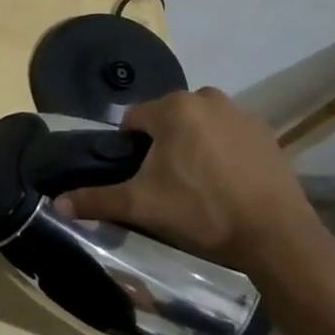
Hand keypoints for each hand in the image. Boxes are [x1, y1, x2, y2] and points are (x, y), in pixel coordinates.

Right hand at [54, 88, 325, 275]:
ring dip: (193, 145)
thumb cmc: (203, 213)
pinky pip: (229, 134)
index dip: (131, 149)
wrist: (277, 235)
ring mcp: (240, 113)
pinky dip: (222, 151)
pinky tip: (227, 183)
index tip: (140, 178)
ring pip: (199, 124)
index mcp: (174, 109)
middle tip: (167, 184)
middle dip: (163, 145)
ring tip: (198, 185)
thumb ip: (98, 200)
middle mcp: (206, 98)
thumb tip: (58, 204)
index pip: (135, 120)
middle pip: (168, 119)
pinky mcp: (265, 132)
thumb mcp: (143, 207)